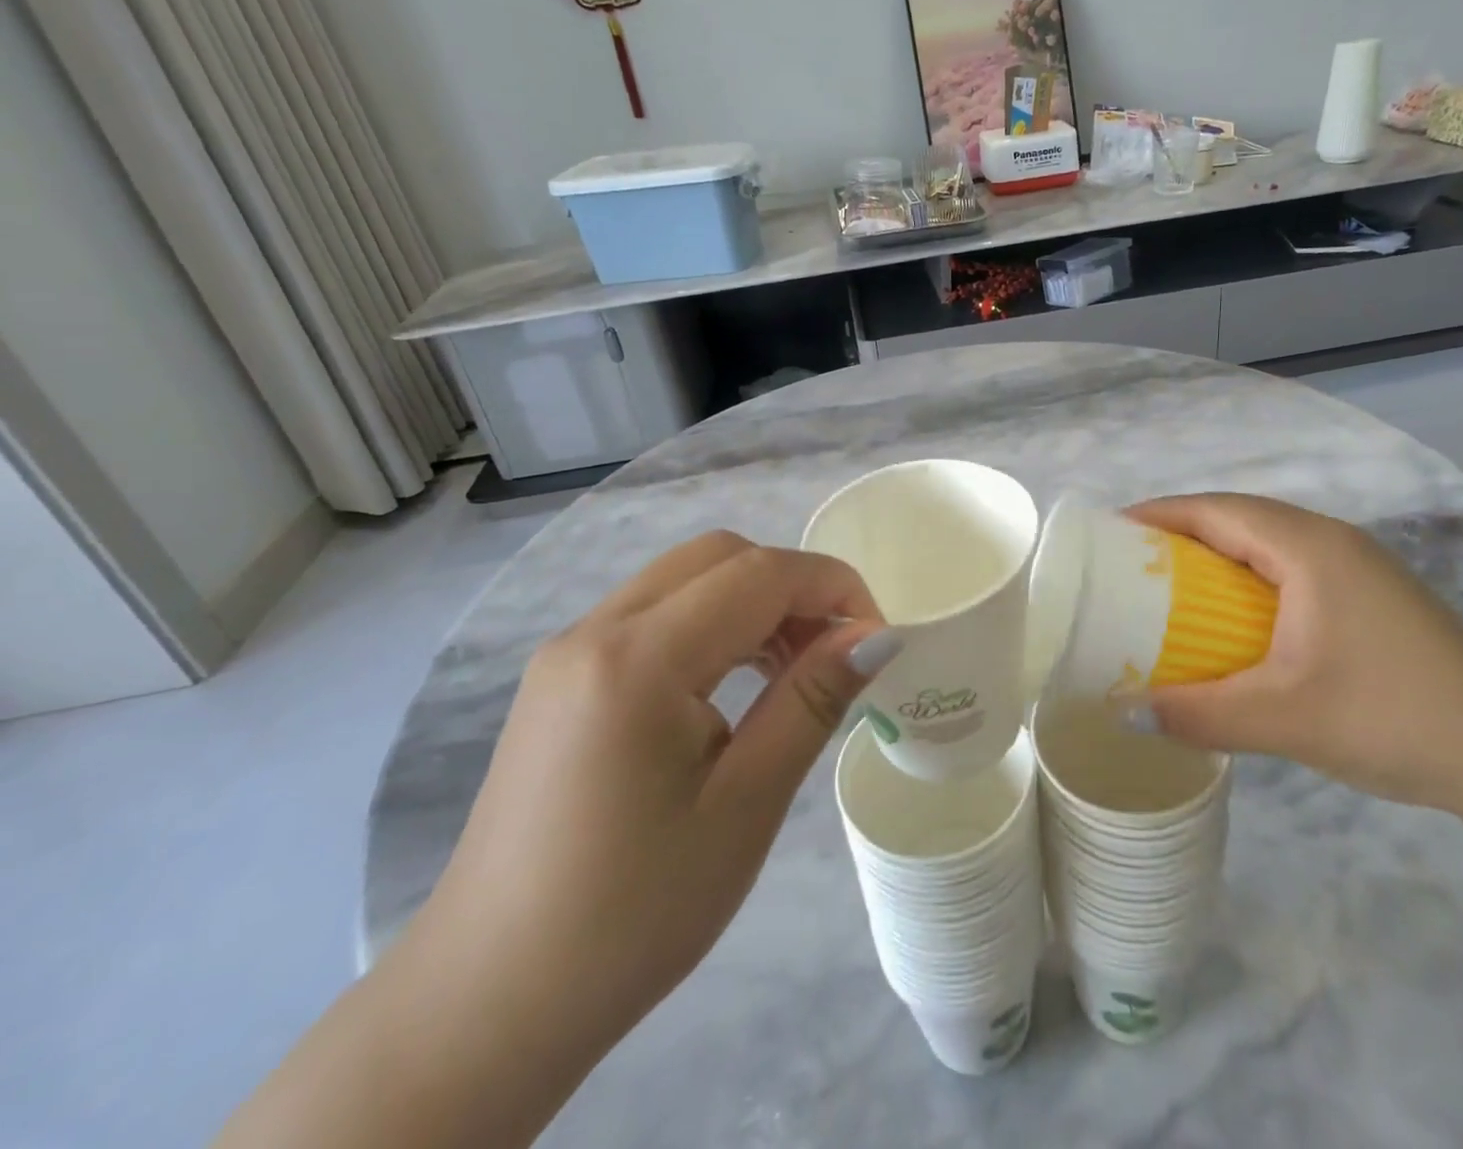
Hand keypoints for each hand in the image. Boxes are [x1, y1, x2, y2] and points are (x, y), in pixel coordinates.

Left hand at [400, 532, 901, 1061]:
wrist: (489, 1004)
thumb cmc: (633, 914)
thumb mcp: (746, 804)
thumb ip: (812, 699)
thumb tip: (876, 634)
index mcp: (636, 659)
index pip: (759, 573)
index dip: (832, 586)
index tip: (876, 636)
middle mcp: (594, 630)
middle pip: (719, 556)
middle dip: (792, 585)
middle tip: (833, 652)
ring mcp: (568, 650)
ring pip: (685, 579)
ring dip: (752, 602)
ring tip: (792, 671)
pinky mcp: (560, 677)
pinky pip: (653, 614)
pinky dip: (711, 624)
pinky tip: (732, 685)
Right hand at [1125, 494, 1462, 816]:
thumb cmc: (1391, 718)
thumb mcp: (1283, 718)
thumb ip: (1198, 714)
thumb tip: (1126, 712)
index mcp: (1308, 548)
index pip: (1216, 510)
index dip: (1159, 514)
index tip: (1110, 533)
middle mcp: (1331, 541)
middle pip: (1238, 516)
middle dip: (1179, 531)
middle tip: (1129, 563)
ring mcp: (1356, 566)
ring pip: (1266, 541)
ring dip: (1214, 553)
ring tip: (1167, 585)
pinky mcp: (1369, 595)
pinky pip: (1288, 566)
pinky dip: (1245, 577)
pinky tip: (1230, 617)